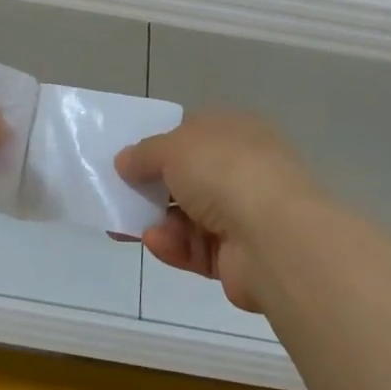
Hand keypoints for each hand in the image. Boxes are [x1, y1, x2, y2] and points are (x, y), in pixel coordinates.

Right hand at [115, 113, 317, 313]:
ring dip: (156, 220)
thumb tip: (124, 161)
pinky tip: (155, 242)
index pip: (194, 134)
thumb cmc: (223, 171)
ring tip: (124, 226)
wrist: (273, 236)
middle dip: (152, 188)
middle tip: (117, 196)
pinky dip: (173, 246)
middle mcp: (243, 169)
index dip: (161, 145)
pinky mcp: (238, 257)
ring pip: (188, 216)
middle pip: (188, 178)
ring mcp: (244, 214)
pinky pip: (196, 248)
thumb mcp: (173, 147)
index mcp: (236, 132)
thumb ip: (144, 154)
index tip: (130, 159)